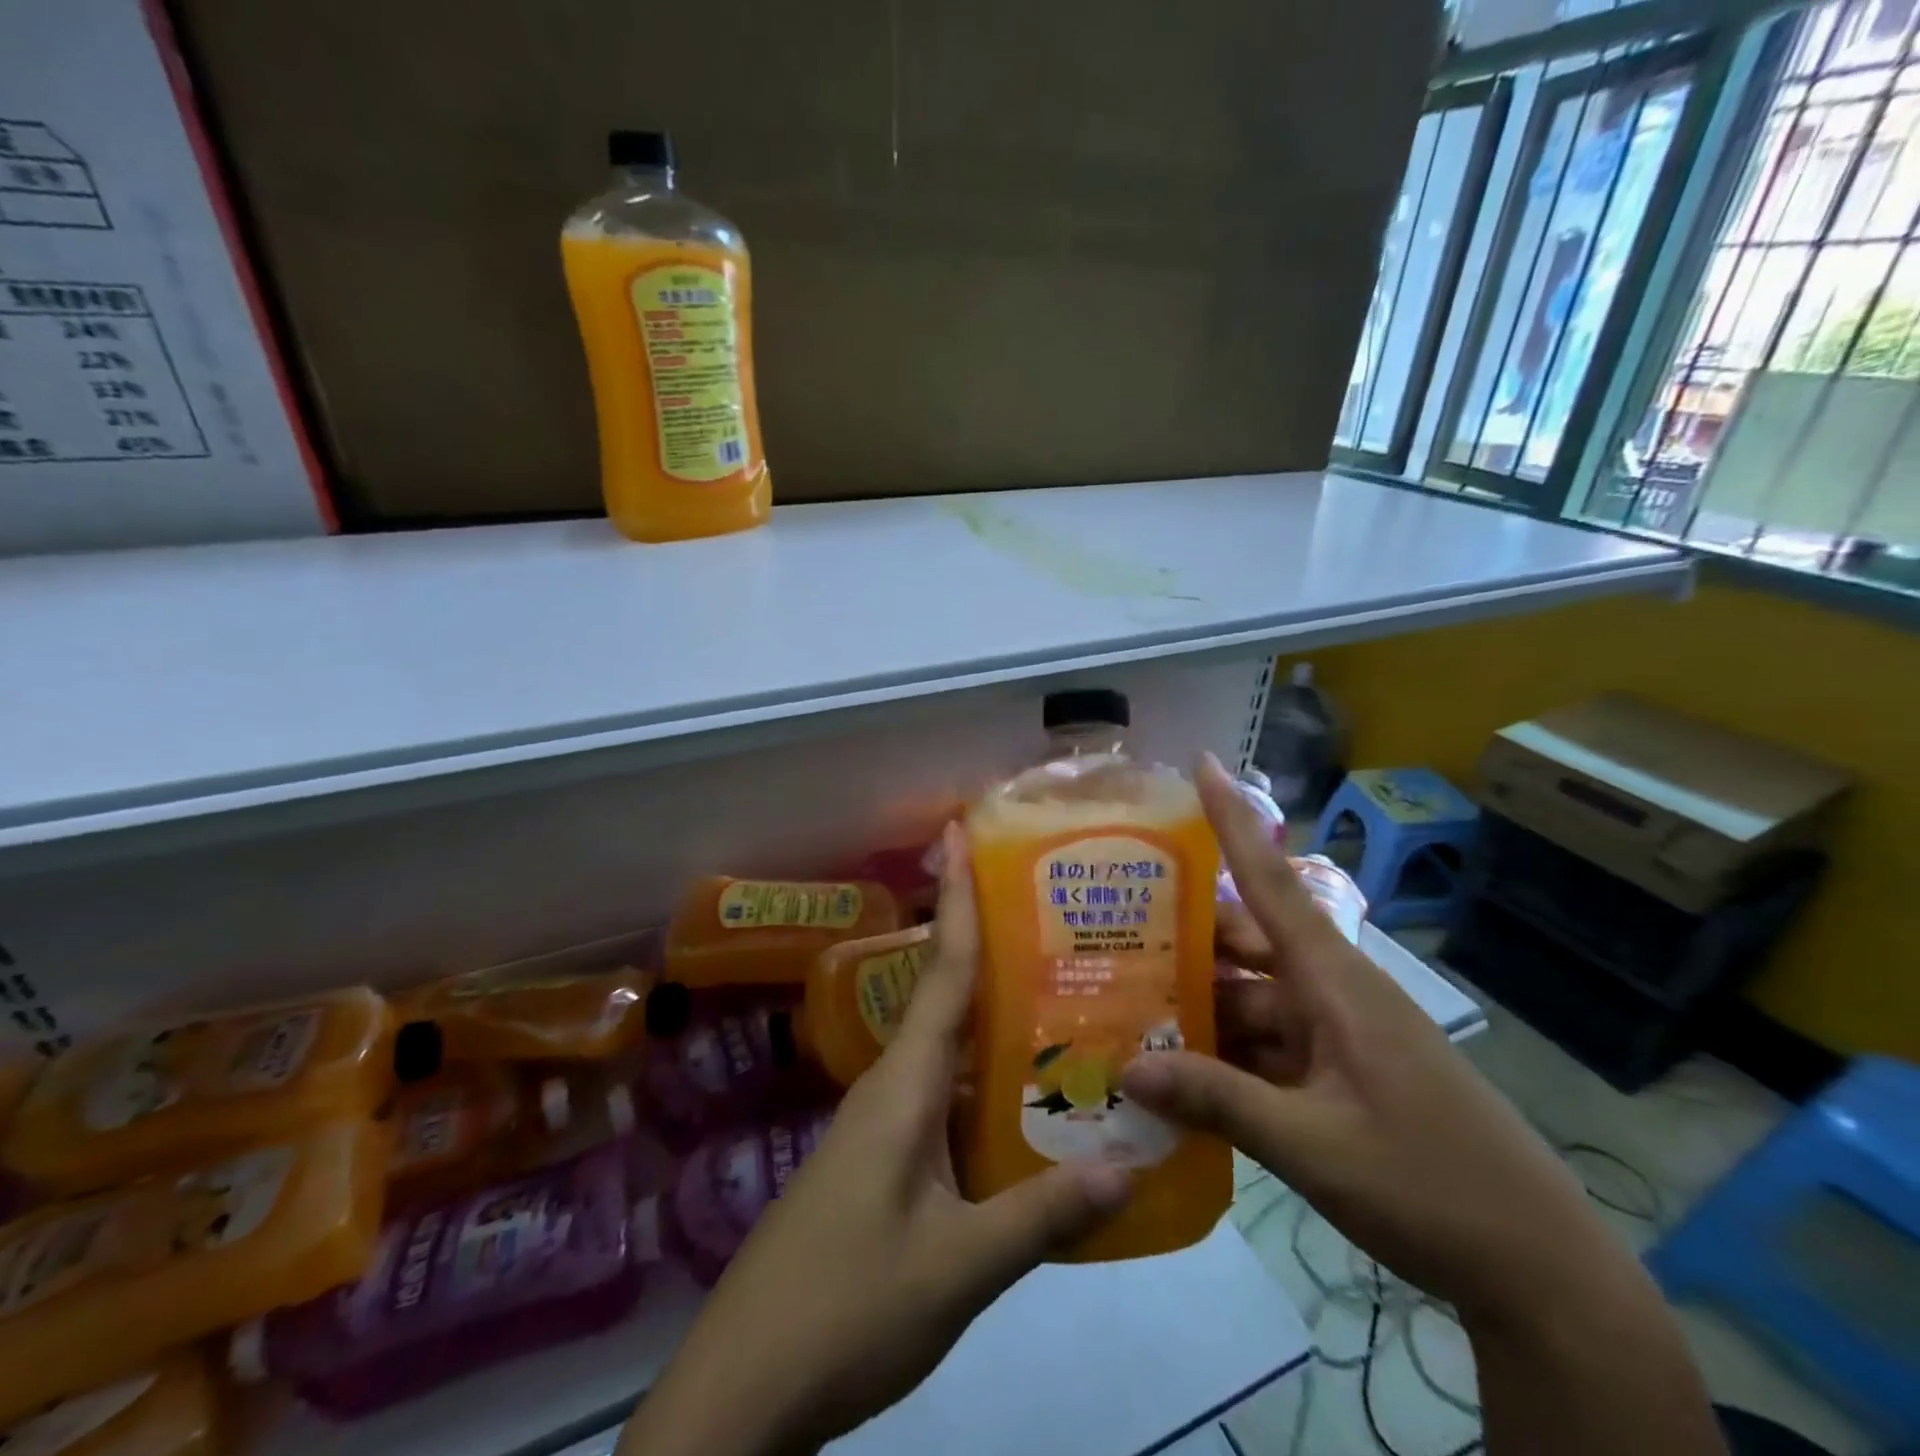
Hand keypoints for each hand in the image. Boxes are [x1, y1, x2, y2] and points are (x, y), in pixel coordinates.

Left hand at [623, 825, 1130, 1455]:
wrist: (745, 1386)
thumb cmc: (847, 1305)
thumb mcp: (958, 1266)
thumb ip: (1042, 1215)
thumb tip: (1131, 1165)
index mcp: (905, 1084)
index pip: (941, 970)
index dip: (956, 900)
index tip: (958, 833)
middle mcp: (894, 1086)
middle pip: (949, 998)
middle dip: (992, 948)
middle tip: (1058, 916)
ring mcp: (884, 1125)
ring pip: (951, 1052)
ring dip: (997, 1022)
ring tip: (1067, 998)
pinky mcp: (883, 1161)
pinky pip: (945, 1099)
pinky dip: (987, 1083)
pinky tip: (1028, 1100)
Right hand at [1122, 753, 1631, 1325]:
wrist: (1540, 1272)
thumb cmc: (1430, 1187)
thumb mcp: (1311, 1146)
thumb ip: (1217, 1100)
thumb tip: (1127, 1068)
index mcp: (1334, 982)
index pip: (1271, 881)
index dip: (1233, 820)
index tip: (1203, 763)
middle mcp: (1331, 992)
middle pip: (1242, 945)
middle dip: (1181, 940)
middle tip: (1108, 935)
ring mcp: (1336, 1034)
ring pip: (1248, 1001)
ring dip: (1197, 1009)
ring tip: (1125, 1014)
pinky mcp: (1339, 1072)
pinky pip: (1266, 1045)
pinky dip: (1223, 1056)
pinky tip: (1175, 1078)